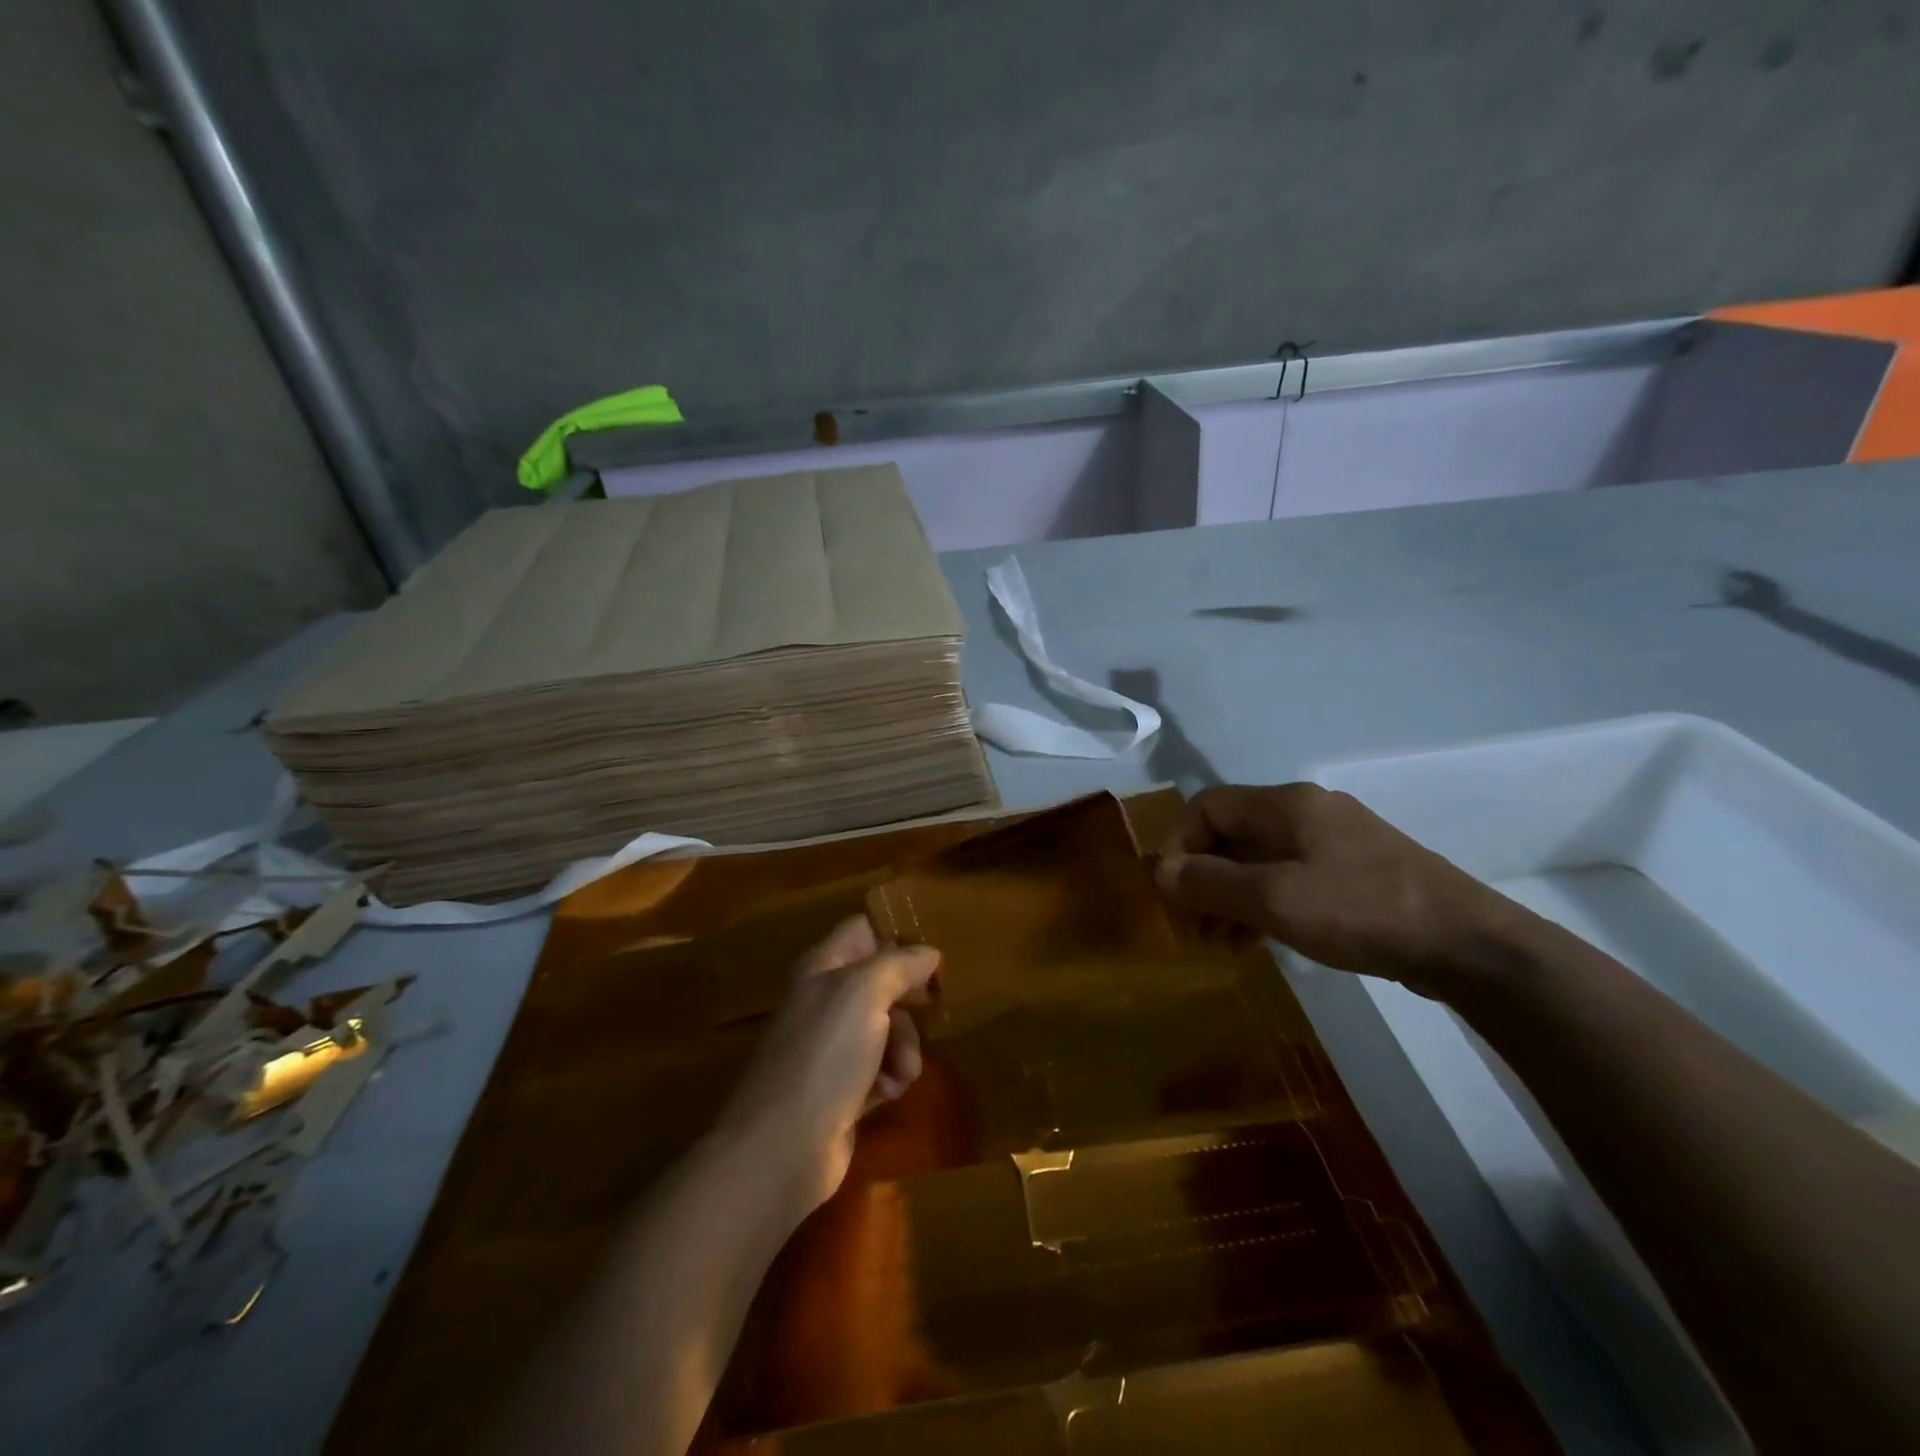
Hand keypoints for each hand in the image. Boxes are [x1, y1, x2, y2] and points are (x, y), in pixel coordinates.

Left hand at [716, 916, 940, 1213]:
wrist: (784, 1146)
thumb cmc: (825, 1054)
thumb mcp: (865, 992)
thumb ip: (899, 964)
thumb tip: (929, 953)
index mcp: (822, 966)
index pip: (862, 930)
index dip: (896, 937)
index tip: (931, 957)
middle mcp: (824, 999)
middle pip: (881, 981)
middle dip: (909, 999)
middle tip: (932, 1008)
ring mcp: (831, 1046)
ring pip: (886, 1027)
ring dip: (905, 1045)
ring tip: (904, 1070)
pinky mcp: (841, 1088)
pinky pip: (880, 1068)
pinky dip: (890, 1076)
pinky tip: (889, 1092)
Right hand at [1154, 783, 1526, 1001]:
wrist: (1469, 944)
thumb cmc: (1361, 910)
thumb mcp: (1274, 899)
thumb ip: (1211, 883)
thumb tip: (1160, 870)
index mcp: (1287, 805)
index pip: (1209, 806)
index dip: (1179, 842)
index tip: (1170, 889)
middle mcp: (1308, 813)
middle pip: (1234, 834)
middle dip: (1204, 878)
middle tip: (1191, 924)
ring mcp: (1336, 843)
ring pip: (1262, 861)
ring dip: (1232, 897)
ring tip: (1221, 943)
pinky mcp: (1356, 874)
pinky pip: (1291, 880)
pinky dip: (1265, 905)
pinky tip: (1261, 941)